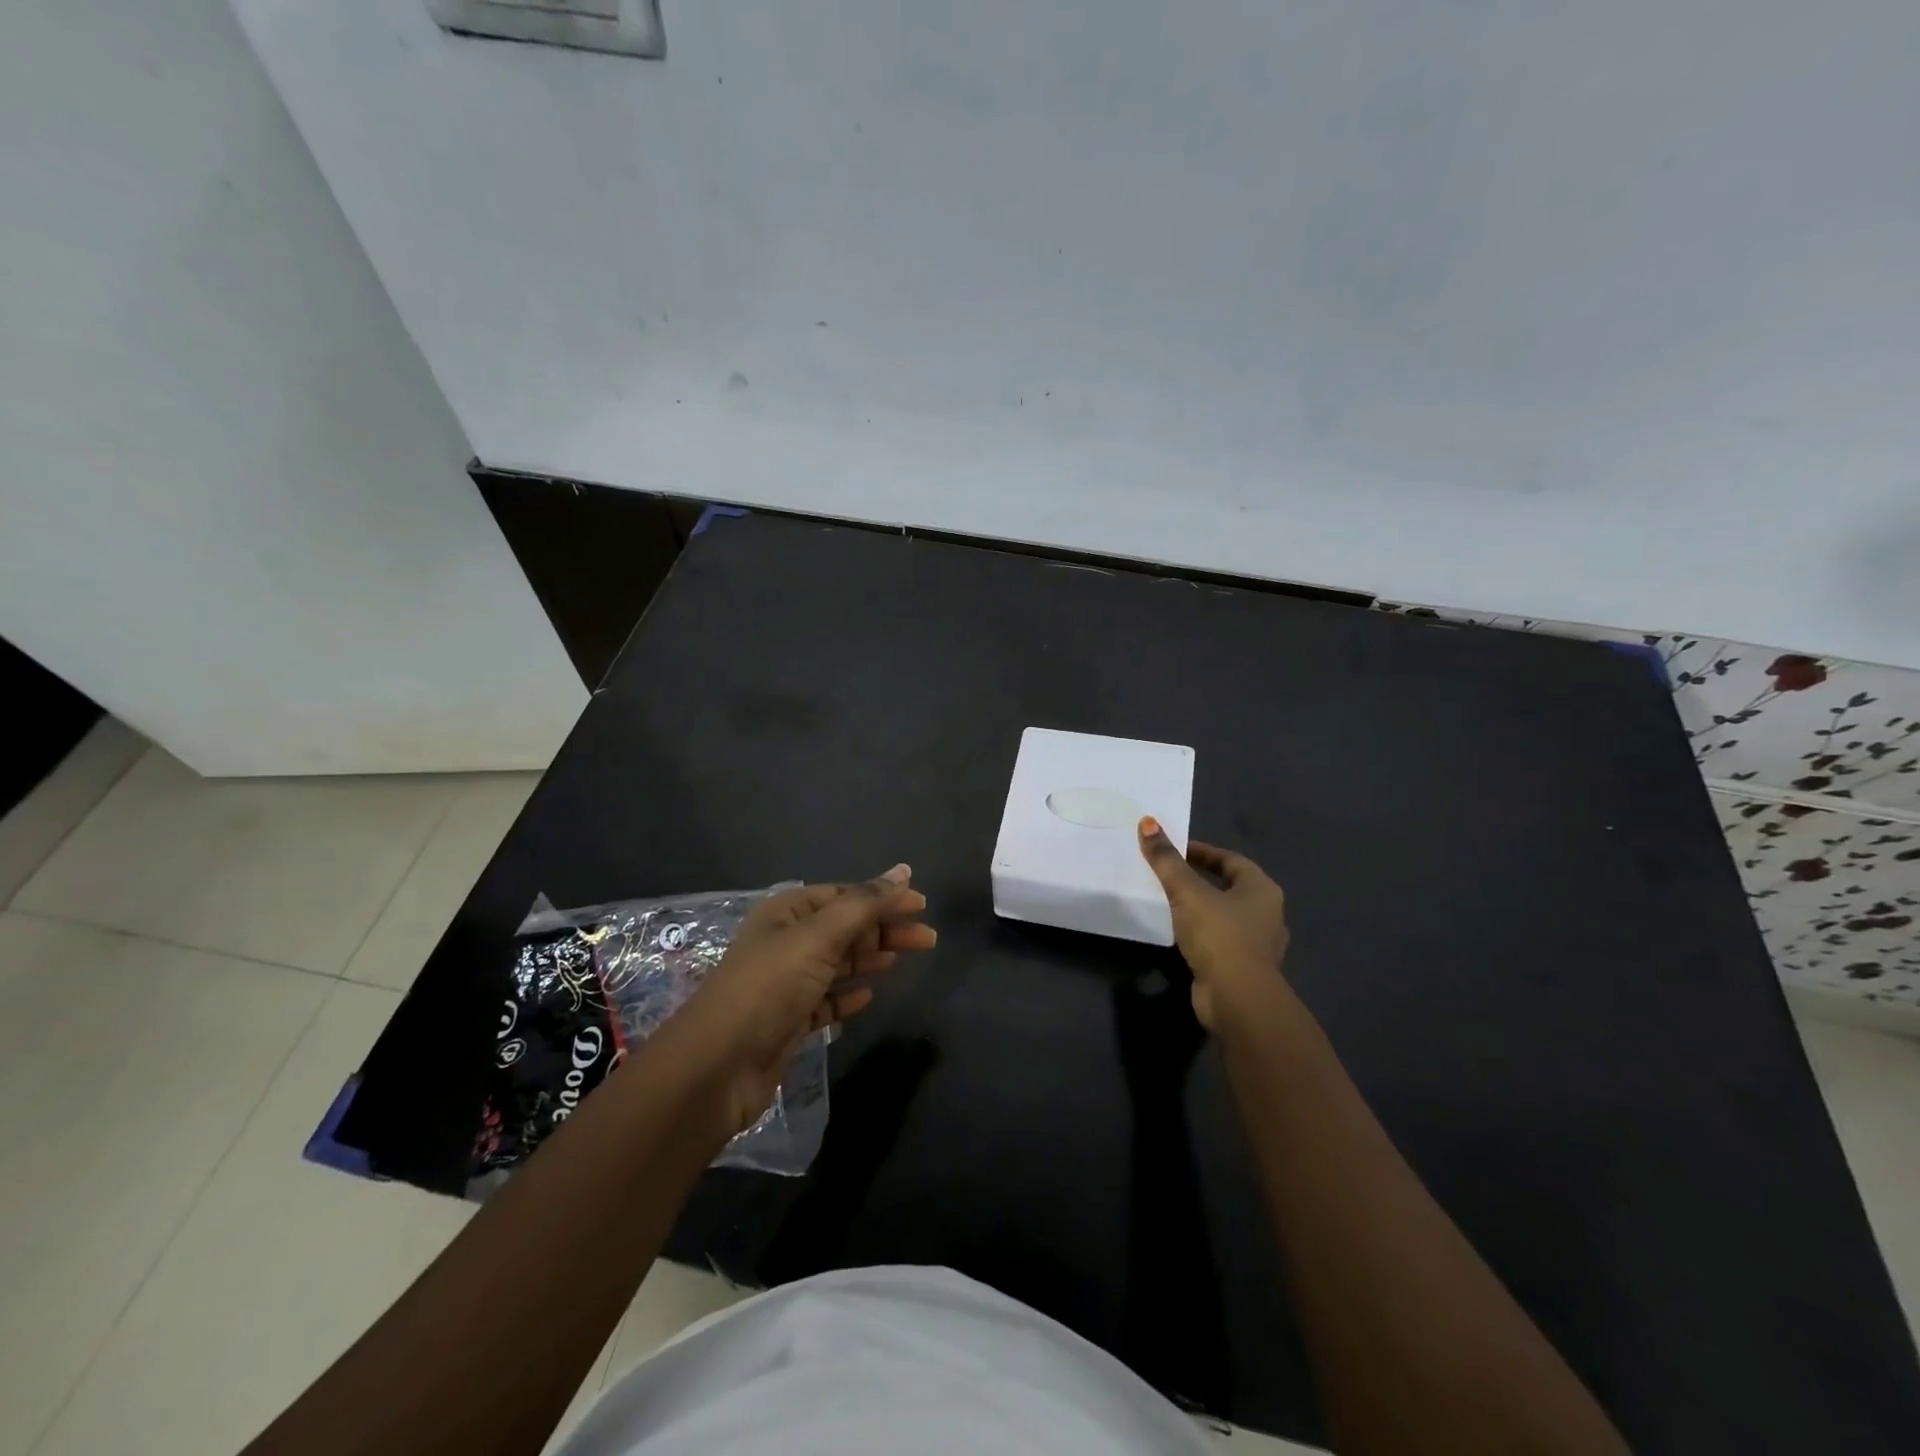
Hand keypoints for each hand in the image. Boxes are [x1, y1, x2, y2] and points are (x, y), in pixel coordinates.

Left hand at [675, 866, 935, 1135]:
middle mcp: (785, 941)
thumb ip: (864, 903)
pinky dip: (847, 996)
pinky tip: (867, 997)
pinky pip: (826, 1000)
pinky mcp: (787, 1021)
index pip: (844, 895)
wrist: (717, 1066)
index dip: (883, 897)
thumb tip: (904, 870)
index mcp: (786, 912)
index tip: (922, 906)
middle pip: (845, 927)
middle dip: (885, 929)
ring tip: (900, 959)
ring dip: (869, 958)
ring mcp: (785, 982)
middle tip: (928, 939)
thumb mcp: (818, 936)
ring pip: (837, 963)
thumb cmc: (769, 987)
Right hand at [1137, 819, 1288, 1031]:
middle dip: (1201, 878)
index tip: (1174, 850)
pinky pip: (1221, 940)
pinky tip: (1180, 934)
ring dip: (1201, 907)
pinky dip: (1202, 932)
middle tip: (1169, 873)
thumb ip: (1166, 860)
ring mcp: (1258, 944)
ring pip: (1226, 915)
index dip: (1202, 851)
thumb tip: (1147, 822)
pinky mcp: (1244, 968)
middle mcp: (1267, 913)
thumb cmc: (1219, 935)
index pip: (1231, 860)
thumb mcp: (1187, 892)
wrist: (1237, 999)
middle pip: (1230, 886)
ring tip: (1170, 902)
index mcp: (1262, 889)